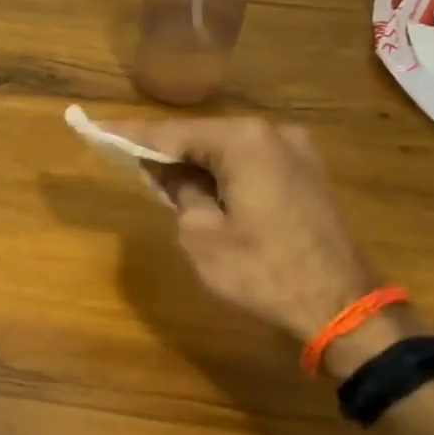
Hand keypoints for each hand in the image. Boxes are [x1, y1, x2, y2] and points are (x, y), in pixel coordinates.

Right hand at [120, 117, 375, 340]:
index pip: (171, 133)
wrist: (341, 306)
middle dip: (163, 149)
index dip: (129, 135)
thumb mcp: (202, 236)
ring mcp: (296, 151)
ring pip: (228, 150)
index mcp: (244, 141)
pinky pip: (251, 163)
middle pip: (202, 136)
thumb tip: (166, 170)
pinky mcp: (307, 173)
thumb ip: (179, 192)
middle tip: (122, 156)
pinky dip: (222, 172)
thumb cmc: (261, 272)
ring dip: (193, 163)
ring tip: (157, 177)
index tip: (92, 127)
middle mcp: (273, 132)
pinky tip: (201, 187)